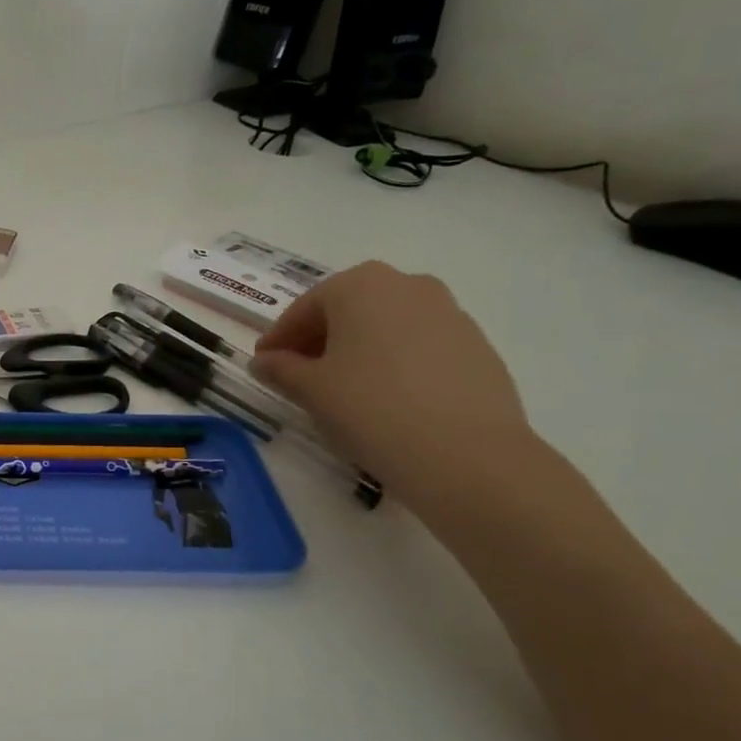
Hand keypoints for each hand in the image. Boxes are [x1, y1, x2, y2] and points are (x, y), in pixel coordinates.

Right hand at [250, 261, 532, 495]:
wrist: (466, 454)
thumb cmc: (371, 408)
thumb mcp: (310, 389)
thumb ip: (280, 369)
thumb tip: (263, 362)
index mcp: (360, 285)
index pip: (304, 308)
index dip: (279, 338)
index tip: (263, 364)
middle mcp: (407, 285)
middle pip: (348, 309)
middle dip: (320, 339)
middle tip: (299, 374)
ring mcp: (450, 313)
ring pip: (386, 326)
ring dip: (358, 349)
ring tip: (343, 389)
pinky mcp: (477, 346)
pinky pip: (419, 346)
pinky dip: (394, 363)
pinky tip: (385, 398)